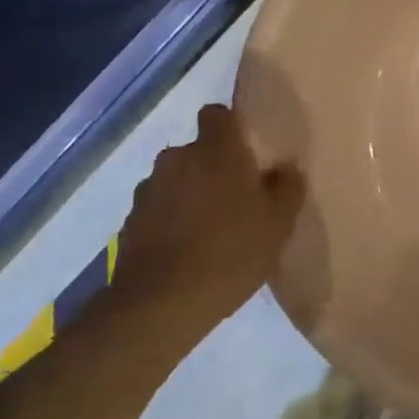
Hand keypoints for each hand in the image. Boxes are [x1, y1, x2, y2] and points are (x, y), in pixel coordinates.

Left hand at [115, 104, 304, 319]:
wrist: (161, 305)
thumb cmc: (230, 253)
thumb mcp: (278, 223)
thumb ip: (287, 187)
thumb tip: (285, 168)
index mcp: (216, 150)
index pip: (217, 114)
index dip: (231, 127)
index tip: (246, 151)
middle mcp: (177, 158)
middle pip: (197, 150)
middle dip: (212, 166)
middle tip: (235, 198)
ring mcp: (149, 189)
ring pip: (176, 179)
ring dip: (190, 193)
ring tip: (209, 228)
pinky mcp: (130, 221)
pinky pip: (159, 208)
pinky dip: (171, 220)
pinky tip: (186, 250)